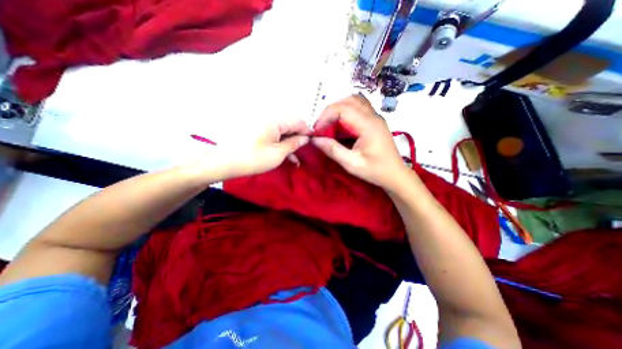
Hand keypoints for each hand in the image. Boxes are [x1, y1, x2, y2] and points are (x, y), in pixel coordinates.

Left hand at [217, 120, 313, 177]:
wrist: (224, 163)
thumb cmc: (253, 158)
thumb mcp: (278, 153)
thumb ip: (294, 144)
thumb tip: (306, 138)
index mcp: (275, 120)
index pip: (298, 121)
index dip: (307, 132)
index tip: (313, 143)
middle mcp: (269, 118)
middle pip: (290, 126)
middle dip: (298, 139)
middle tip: (303, 153)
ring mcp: (262, 124)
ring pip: (282, 132)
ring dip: (289, 144)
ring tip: (295, 159)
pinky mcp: (257, 131)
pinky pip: (273, 135)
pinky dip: (280, 144)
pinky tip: (284, 155)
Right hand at [314, 94, 411, 188]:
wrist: (395, 174)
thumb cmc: (375, 171)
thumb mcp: (352, 164)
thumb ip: (333, 150)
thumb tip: (315, 139)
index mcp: (368, 125)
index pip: (342, 109)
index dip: (326, 116)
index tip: (316, 131)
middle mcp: (373, 116)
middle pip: (348, 101)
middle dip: (330, 111)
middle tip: (321, 127)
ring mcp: (375, 117)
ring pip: (354, 101)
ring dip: (338, 109)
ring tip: (330, 125)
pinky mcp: (374, 121)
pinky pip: (358, 108)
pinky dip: (346, 112)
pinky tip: (341, 125)